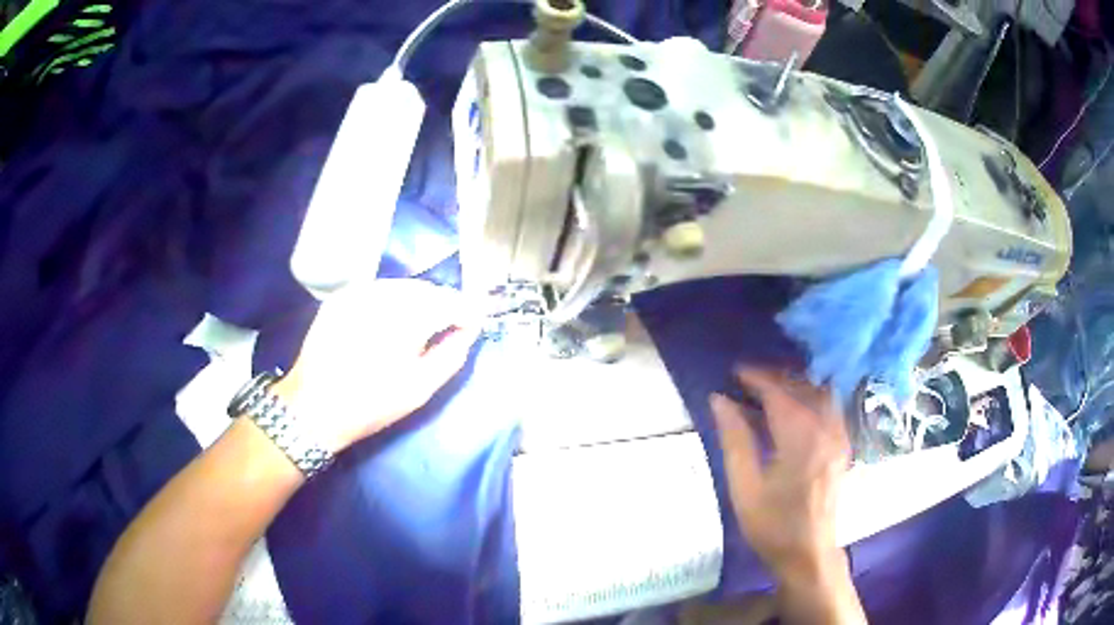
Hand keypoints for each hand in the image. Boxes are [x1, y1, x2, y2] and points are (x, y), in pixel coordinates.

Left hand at [275, 279, 479, 453]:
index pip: (451, 301)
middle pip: (426, 290)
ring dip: (417, 303)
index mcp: (406, 316)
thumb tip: (467, 332)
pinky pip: (377, 292)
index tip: (473, 325)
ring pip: (402, 288)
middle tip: (448, 330)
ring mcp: (357, 293)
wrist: (312, 408)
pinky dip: (391, 303)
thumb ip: (452, 355)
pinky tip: (388, 326)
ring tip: (418, 330)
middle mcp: (382, 293)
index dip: (468, 312)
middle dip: (442, 306)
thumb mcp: (420, 388)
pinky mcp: (340, 298)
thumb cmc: (371, 404)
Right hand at [710, 369, 850, 581]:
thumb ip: (735, 440)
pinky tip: (795, 410)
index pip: (779, 393)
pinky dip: (811, 398)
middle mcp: (826, 430)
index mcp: (801, 438)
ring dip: (795, 386)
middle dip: (775, 378)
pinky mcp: (843, 446)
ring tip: (769, 392)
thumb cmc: (772, 525)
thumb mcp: (744, 487)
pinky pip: (830, 407)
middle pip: (803, 387)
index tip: (734, 372)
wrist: (808, 553)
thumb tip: (719, 400)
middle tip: (747, 381)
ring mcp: (839, 437)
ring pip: (820, 394)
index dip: (757, 378)